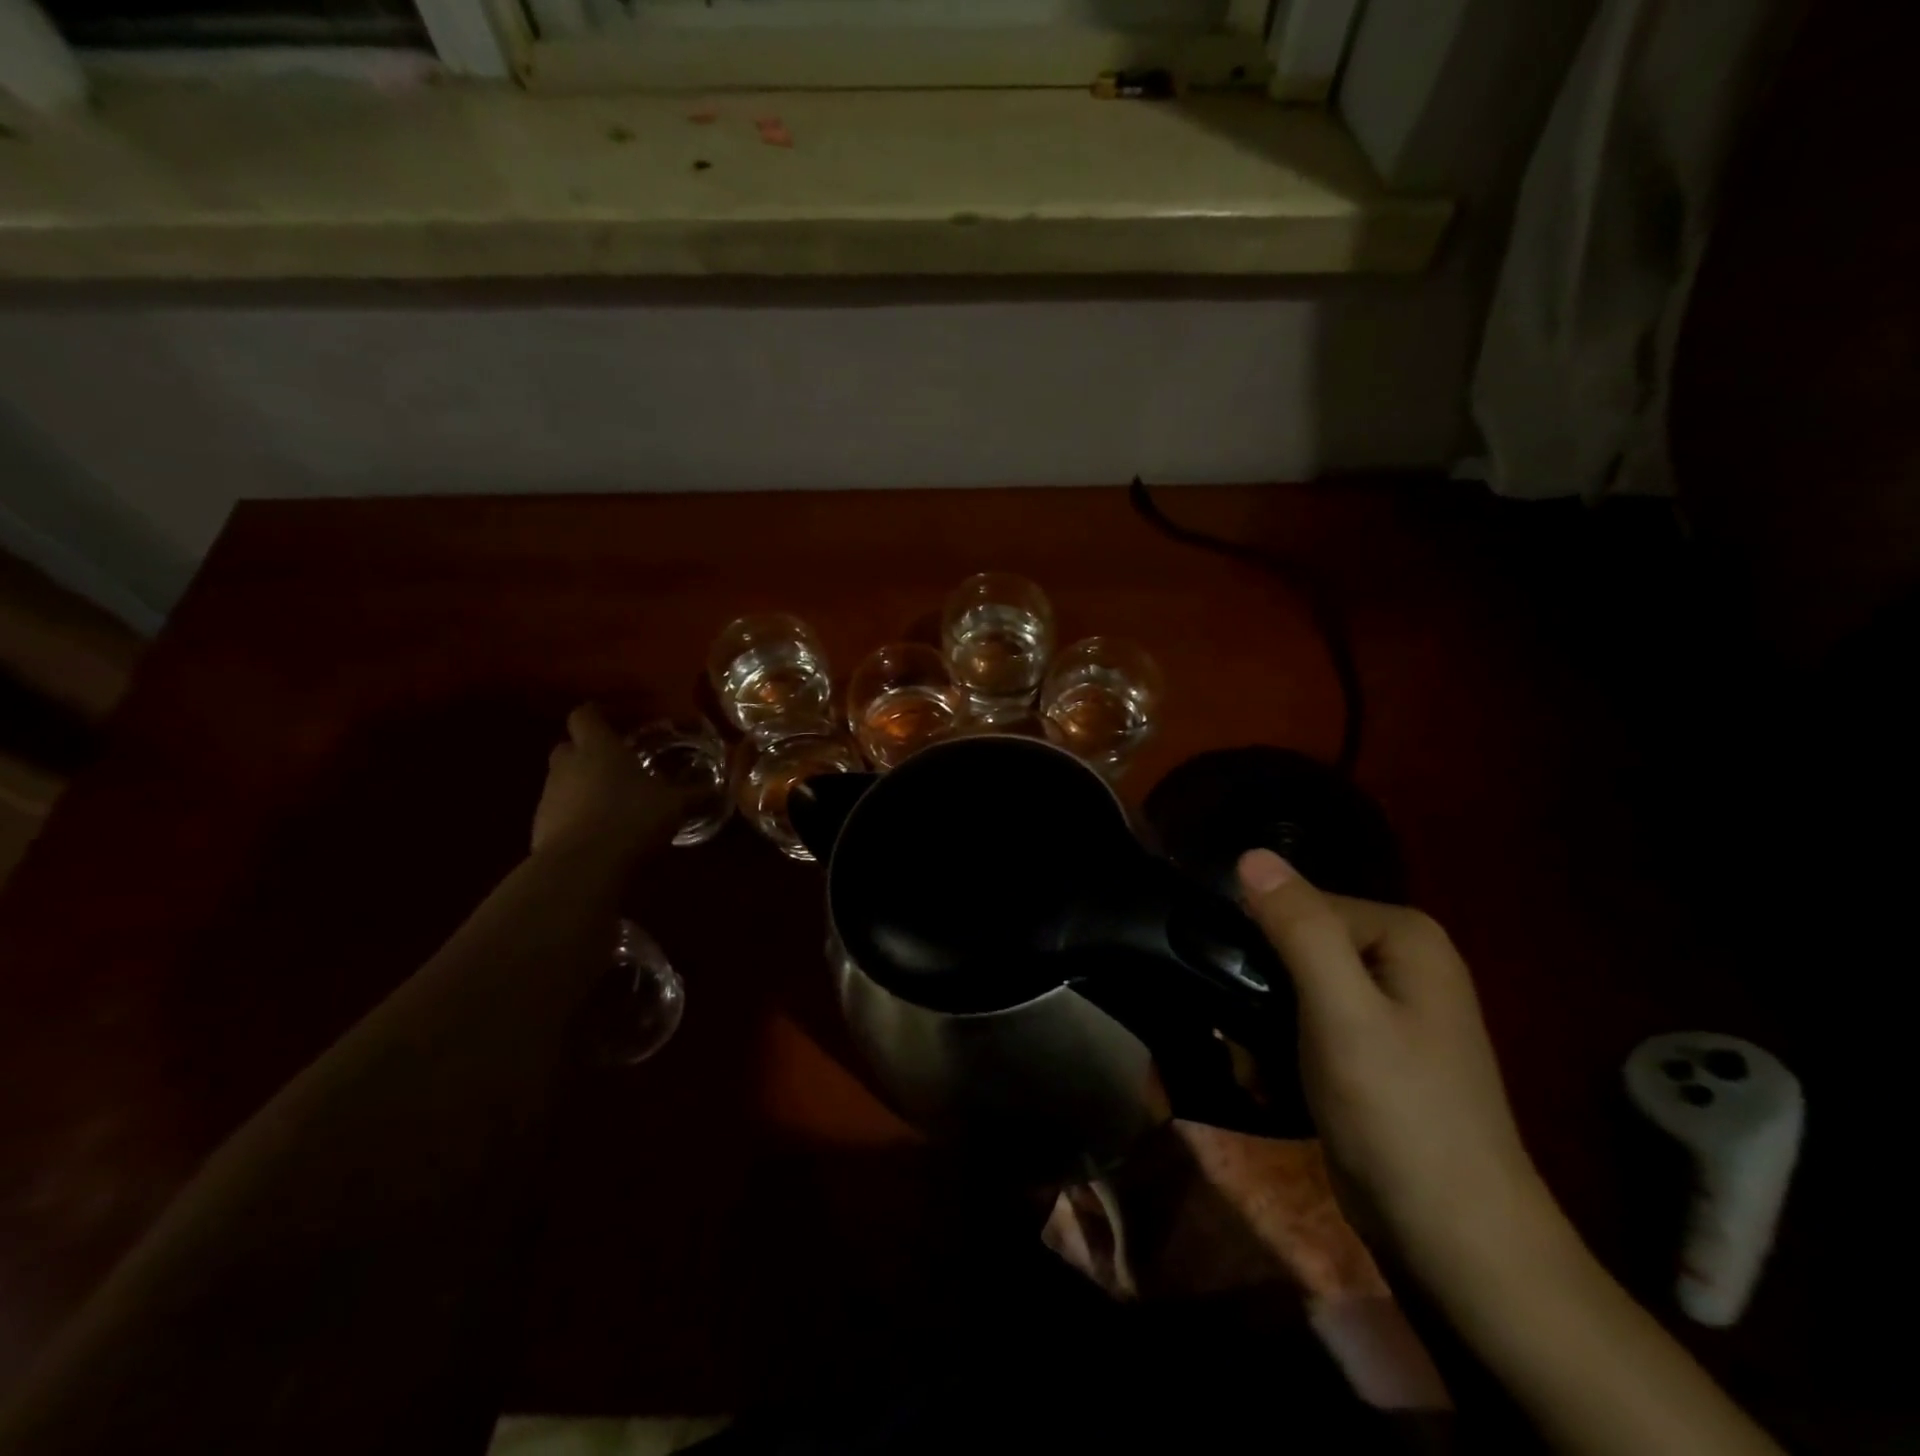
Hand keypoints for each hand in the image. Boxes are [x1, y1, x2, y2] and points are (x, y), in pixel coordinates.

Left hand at [531, 704, 688, 859]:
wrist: (581, 867)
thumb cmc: (632, 818)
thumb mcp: (675, 804)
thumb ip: (694, 792)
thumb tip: (718, 786)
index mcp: (598, 747)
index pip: (585, 715)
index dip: (598, 715)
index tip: (617, 721)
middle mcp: (568, 764)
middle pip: (569, 746)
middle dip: (589, 752)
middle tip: (618, 763)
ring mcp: (549, 796)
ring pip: (564, 780)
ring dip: (583, 786)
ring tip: (614, 802)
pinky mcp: (540, 827)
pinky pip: (560, 812)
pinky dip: (577, 816)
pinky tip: (602, 831)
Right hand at [1236, 849, 1562, 1295]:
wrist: (1455, 1239)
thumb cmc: (1398, 1113)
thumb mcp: (1341, 1013)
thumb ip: (1299, 928)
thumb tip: (1250, 854)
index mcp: (1404, 936)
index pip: (1302, 904)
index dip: (1259, 940)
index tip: (1228, 985)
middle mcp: (1400, 960)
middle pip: (1296, 944)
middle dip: (1257, 987)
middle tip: (1235, 1035)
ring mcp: (1388, 1007)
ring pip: (1294, 985)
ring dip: (1260, 1021)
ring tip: (1247, 1063)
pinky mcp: (1371, 1049)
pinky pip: (1307, 1021)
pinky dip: (1279, 1045)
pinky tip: (1265, 1079)